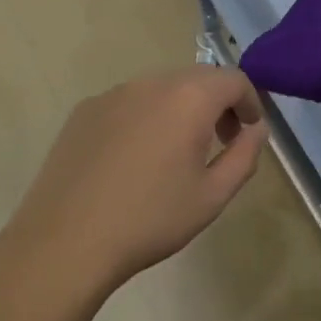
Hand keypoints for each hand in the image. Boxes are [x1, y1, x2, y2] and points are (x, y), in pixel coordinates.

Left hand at [0, 66, 270, 301]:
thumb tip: (256, 129)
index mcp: (189, 97)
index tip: (249, 131)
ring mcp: (114, 92)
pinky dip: (145, 117)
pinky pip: (129, 102)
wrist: (64, 241)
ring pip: (162, 88)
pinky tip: (133, 159)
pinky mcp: (85, 109)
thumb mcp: (212, 196)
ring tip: (175, 153)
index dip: (250, 101)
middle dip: (217, 103)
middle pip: (198, 78)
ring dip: (180, 109)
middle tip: (220, 141)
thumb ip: (244, 156)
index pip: (234, 79)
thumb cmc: (149, 219)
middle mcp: (153, 81)